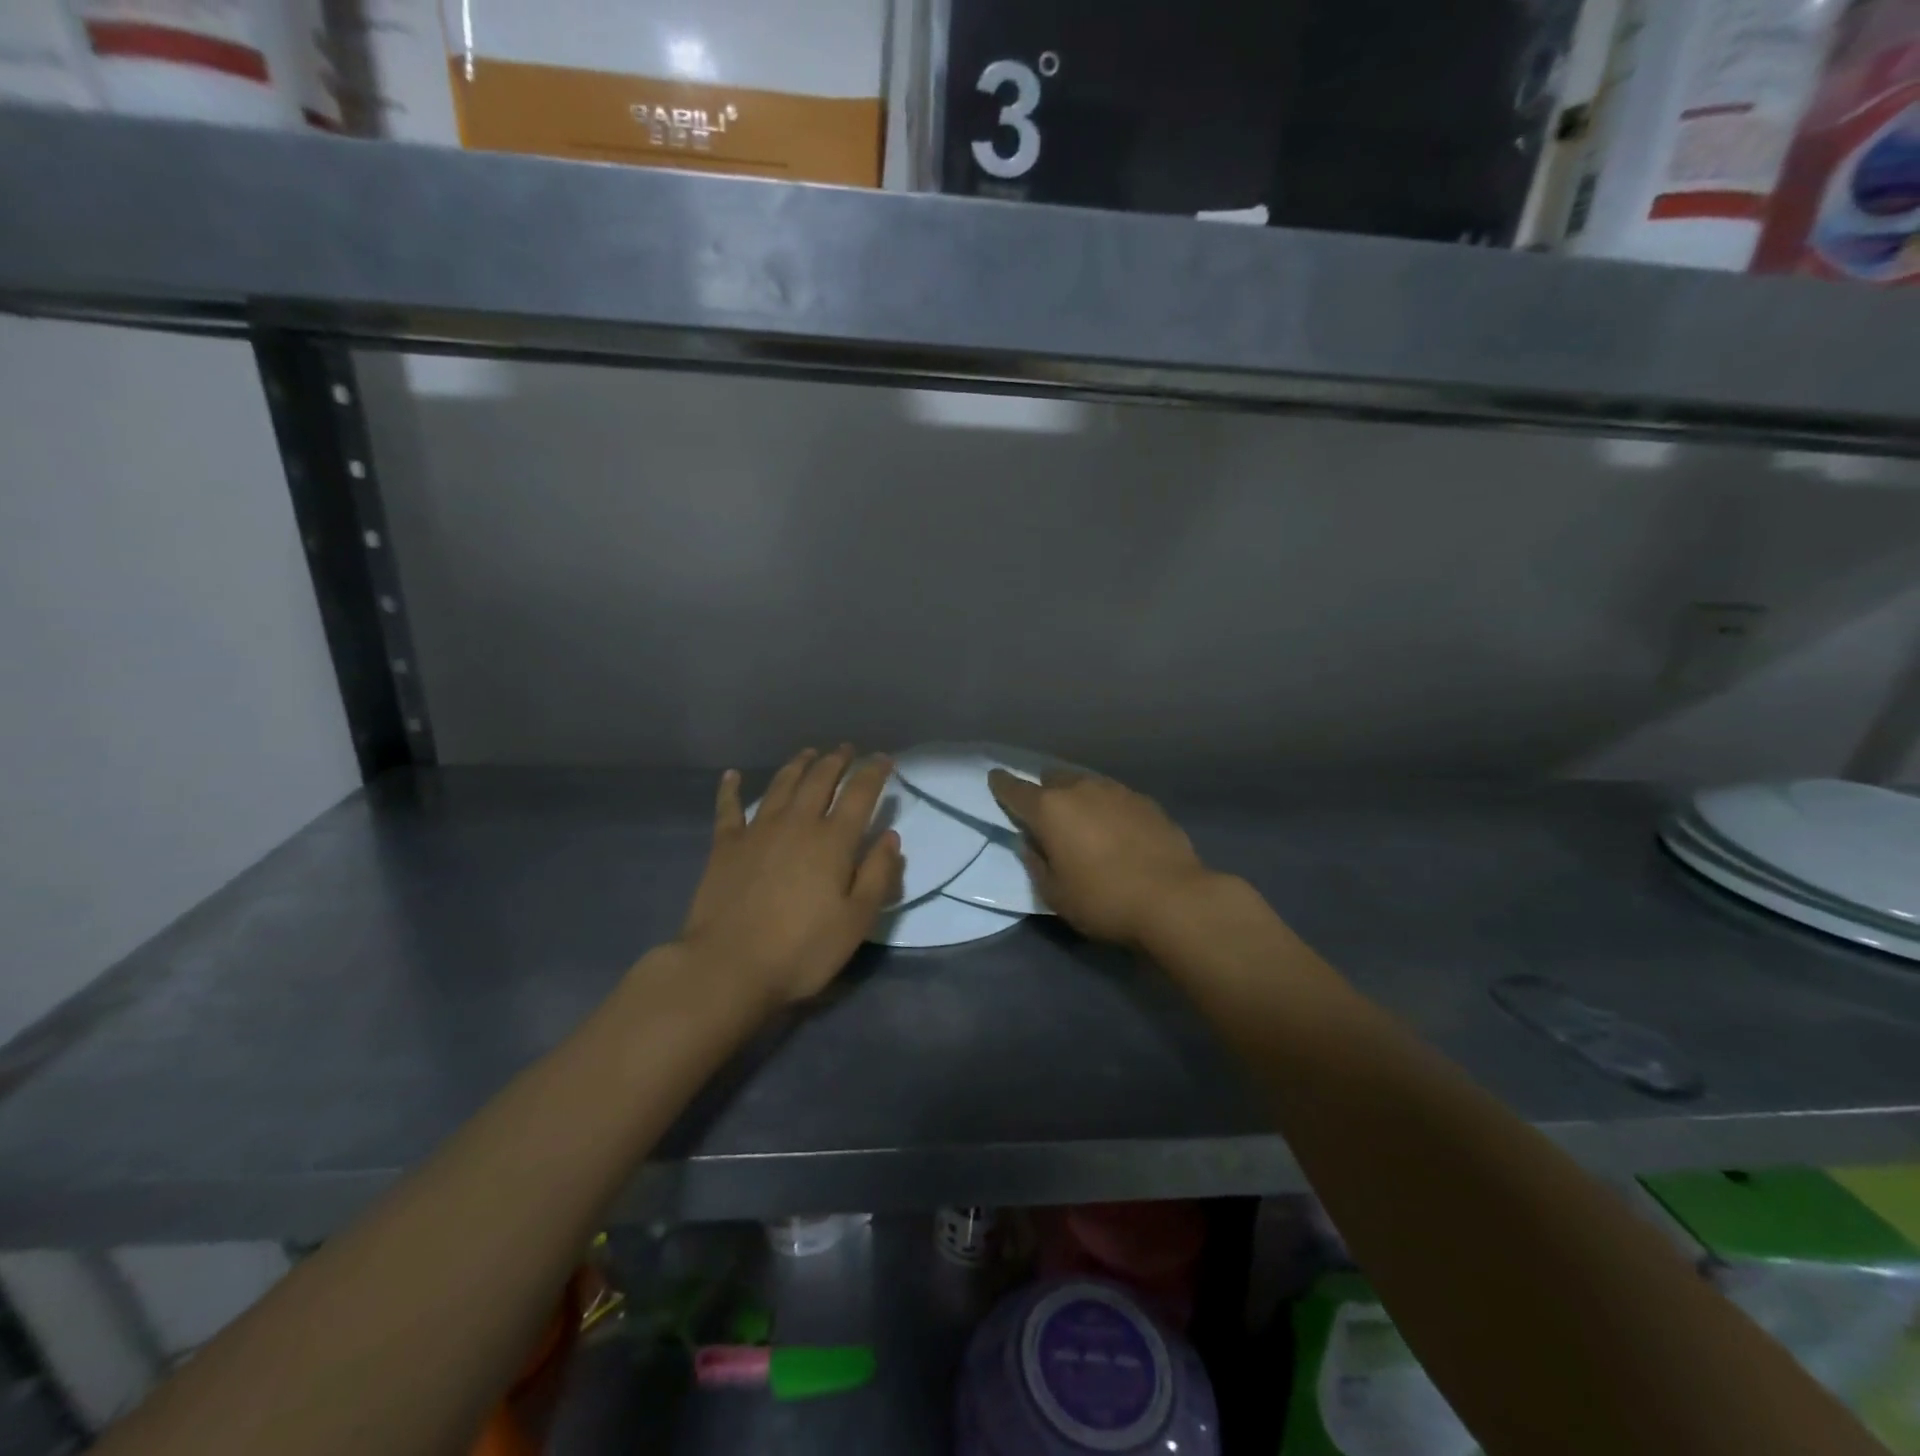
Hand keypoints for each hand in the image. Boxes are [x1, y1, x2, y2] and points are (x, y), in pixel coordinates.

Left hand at [678, 747, 903, 1005]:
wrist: (729, 966)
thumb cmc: (801, 949)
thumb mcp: (856, 920)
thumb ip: (877, 875)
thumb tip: (890, 837)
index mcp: (832, 840)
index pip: (860, 793)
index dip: (873, 772)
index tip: (883, 758)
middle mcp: (797, 823)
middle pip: (819, 779)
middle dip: (836, 761)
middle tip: (846, 750)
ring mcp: (757, 830)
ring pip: (781, 785)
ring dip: (797, 765)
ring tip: (808, 754)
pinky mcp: (725, 845)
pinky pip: (729, 808)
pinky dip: (731, 789)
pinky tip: (731, 775)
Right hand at [988, 768, 1218, 947]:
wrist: (1173, 899)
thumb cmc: (1103, 900)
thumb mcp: (1055, 894)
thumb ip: (1036, 864)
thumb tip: (1032, 844)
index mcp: (1050, 810)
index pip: (1015, 789)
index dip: (1002, 784)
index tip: (995, 779)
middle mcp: (1081, 789)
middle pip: (1053, 779)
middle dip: (1045, 791)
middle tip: (1047, 814)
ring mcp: (1117, 791)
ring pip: (1087, 783)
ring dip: (1078, 797)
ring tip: (1084, 822)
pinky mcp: (1146, 801)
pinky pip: (1115, 797)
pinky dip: (1107, 808)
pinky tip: (1116, 829)